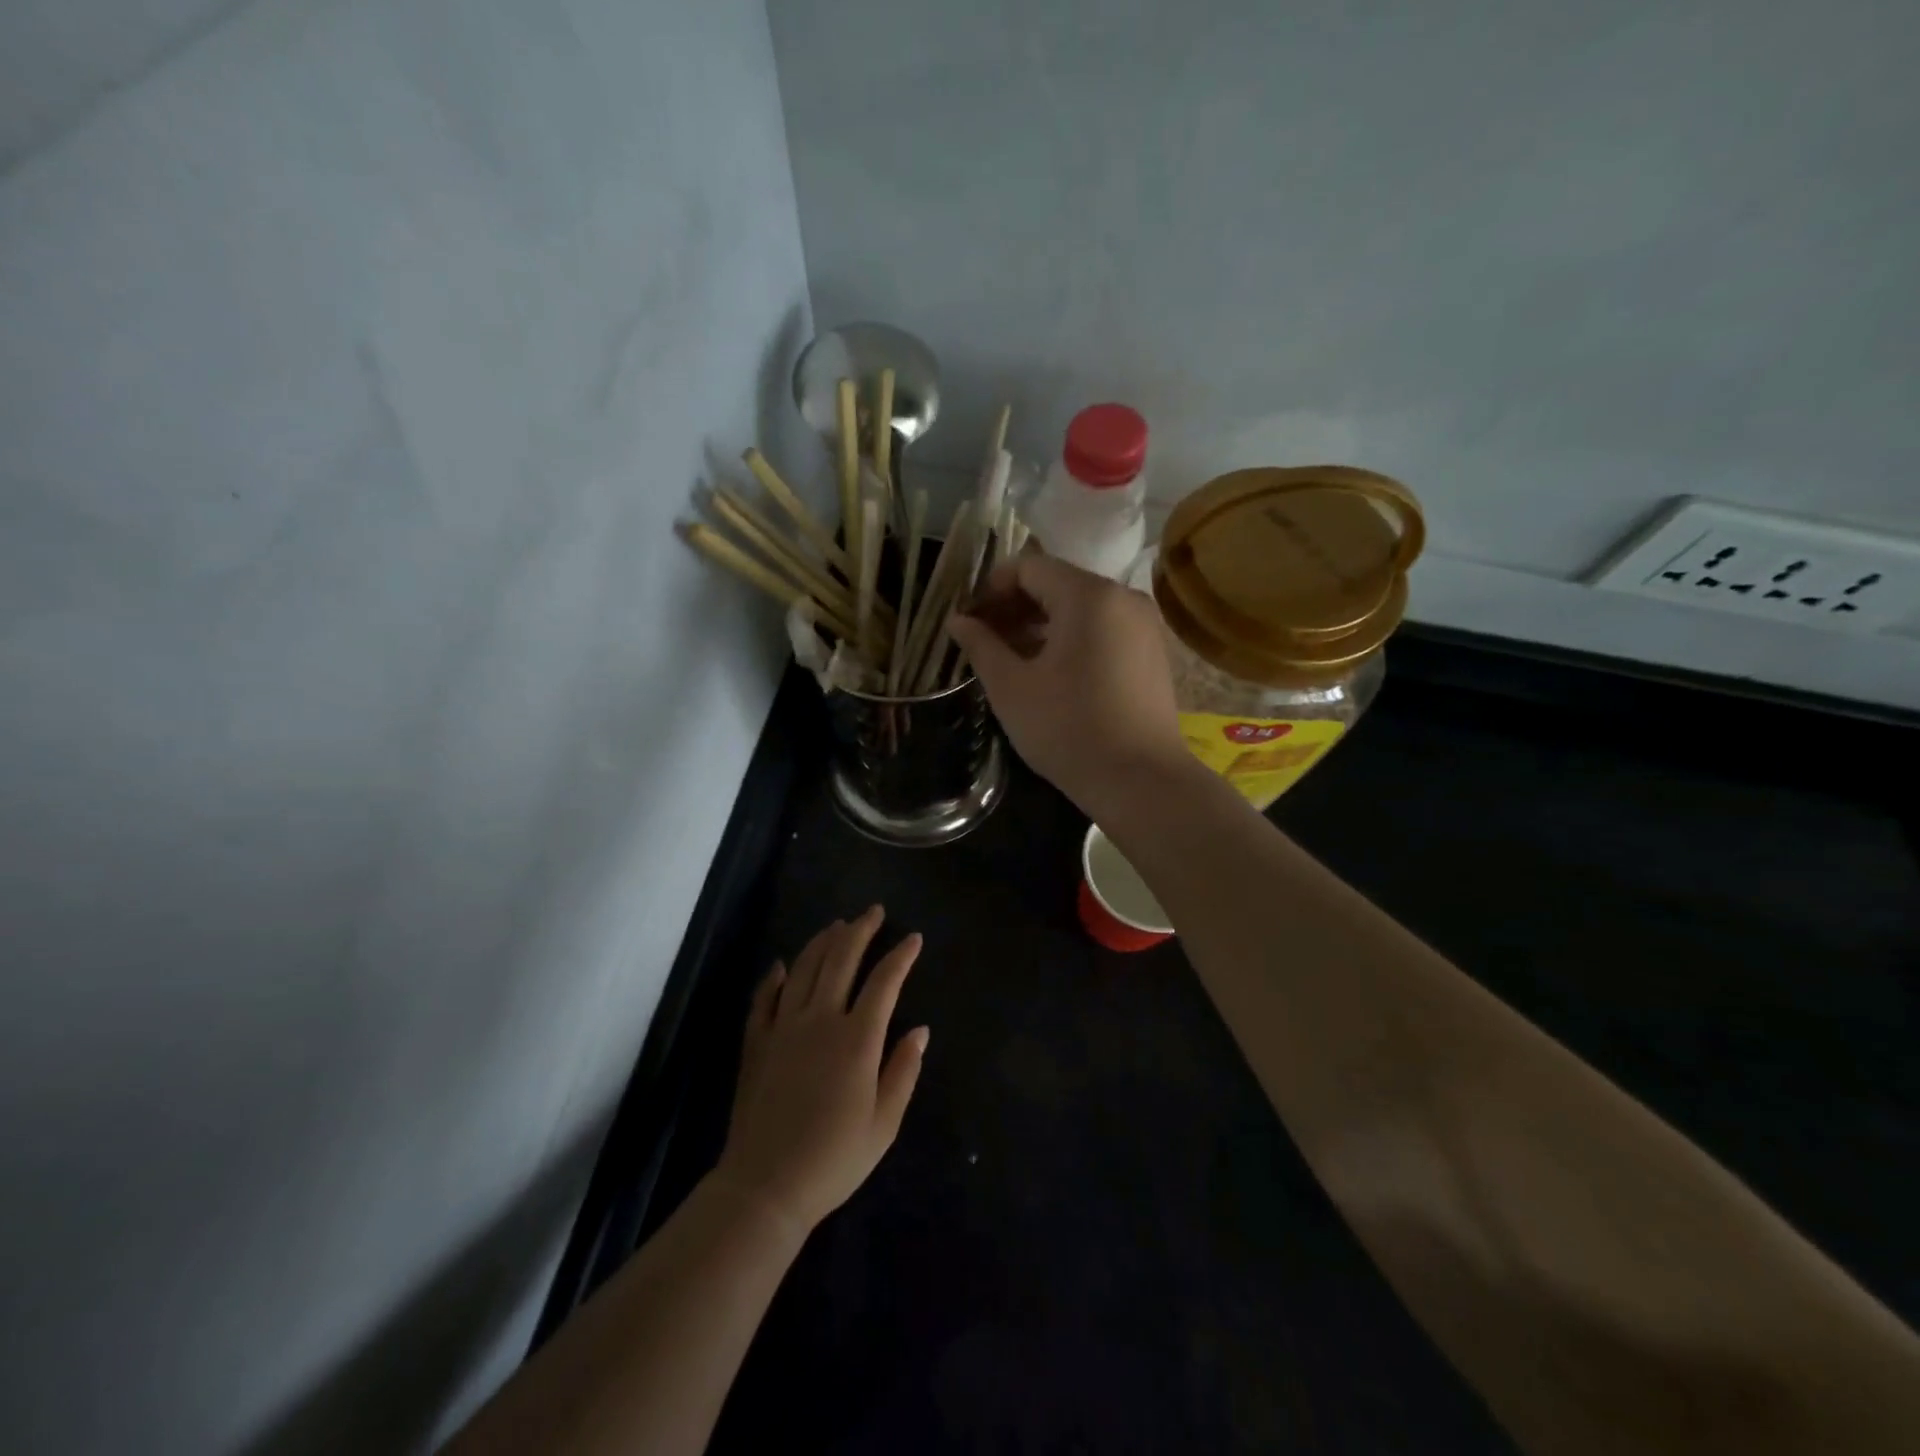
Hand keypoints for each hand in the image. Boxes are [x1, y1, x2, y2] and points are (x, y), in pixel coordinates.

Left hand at [715, 907, 927, 1232]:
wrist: (766, 1186)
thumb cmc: (834, 1158)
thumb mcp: (884, 1123)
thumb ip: (903, 1071)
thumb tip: (920, 1030)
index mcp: (857, 1039)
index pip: (884, 982)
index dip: (901, 956)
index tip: (914, 938)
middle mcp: (820, 1020)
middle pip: (841, 960)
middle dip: (860, 931)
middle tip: (872, 911)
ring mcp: (783, 1027)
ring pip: (803, 968)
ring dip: (822, 942)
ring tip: (836, 926)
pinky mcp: (756, 1042)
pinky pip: (764, 998)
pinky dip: (774, 976)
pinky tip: (782, 964)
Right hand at [950, 552, 1190, 817]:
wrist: (1140, 781)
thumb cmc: (1068, 729)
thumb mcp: (1011, 688)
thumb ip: (981, 646)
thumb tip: (958, 621)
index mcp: (1089, 595)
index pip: (1029, 567)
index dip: (991, 589)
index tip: (969, 621)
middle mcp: (1123, 597)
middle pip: (1057, 584)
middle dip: (1015, 607)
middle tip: (984, 641)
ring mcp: (1144, 625)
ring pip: (1081, 607)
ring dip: (1041, 624)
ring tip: (1011, 659)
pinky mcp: (1152, 652)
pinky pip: (1103, 628)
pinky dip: (1071, 638)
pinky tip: (1049, 672)